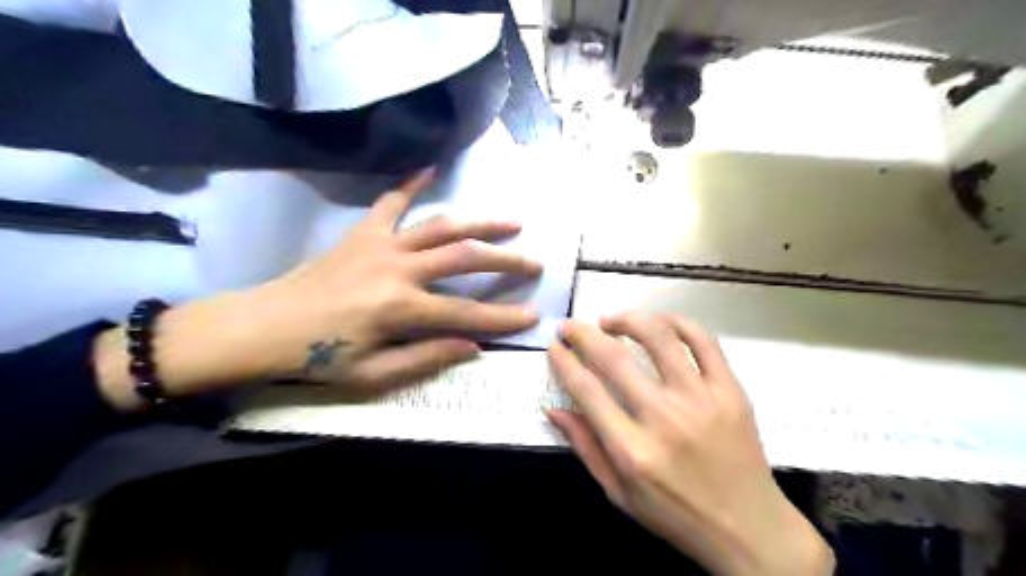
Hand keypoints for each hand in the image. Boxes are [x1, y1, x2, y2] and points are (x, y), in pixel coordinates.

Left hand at [96, 171, 544, 409]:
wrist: (264, 325)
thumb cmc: (318, 356)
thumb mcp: (373, 374)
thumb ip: (426, 357)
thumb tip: (473, 345)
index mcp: (401, 308)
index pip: (466, 312)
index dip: (502, 318)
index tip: (532, 316)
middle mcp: (398, 268)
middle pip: (465, 258)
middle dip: (505, 261)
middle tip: (533, 263)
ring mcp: (381, 244)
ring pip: (442, 226)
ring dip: (480, 224)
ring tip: (510, 223)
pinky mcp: (363, 233)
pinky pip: (392, 203)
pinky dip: (412, 184)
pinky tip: (431, 168)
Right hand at [545, 313, 831, 574]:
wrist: (748, 528)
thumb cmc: (676, 515)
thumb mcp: (619, 493)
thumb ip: (585, 447)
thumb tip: (554, 409)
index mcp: (632, 450)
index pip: (587, 390)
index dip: (565, 362)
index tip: (555, 347)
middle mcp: (664, 418)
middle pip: (615, 358)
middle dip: (583, 334)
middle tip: (571, 326)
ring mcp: (701, 400)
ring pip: (659, 338)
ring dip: (627, 319)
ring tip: (610, 320)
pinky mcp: (730, 390)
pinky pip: (703, 341)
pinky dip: (677, 322)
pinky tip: (659, 322)